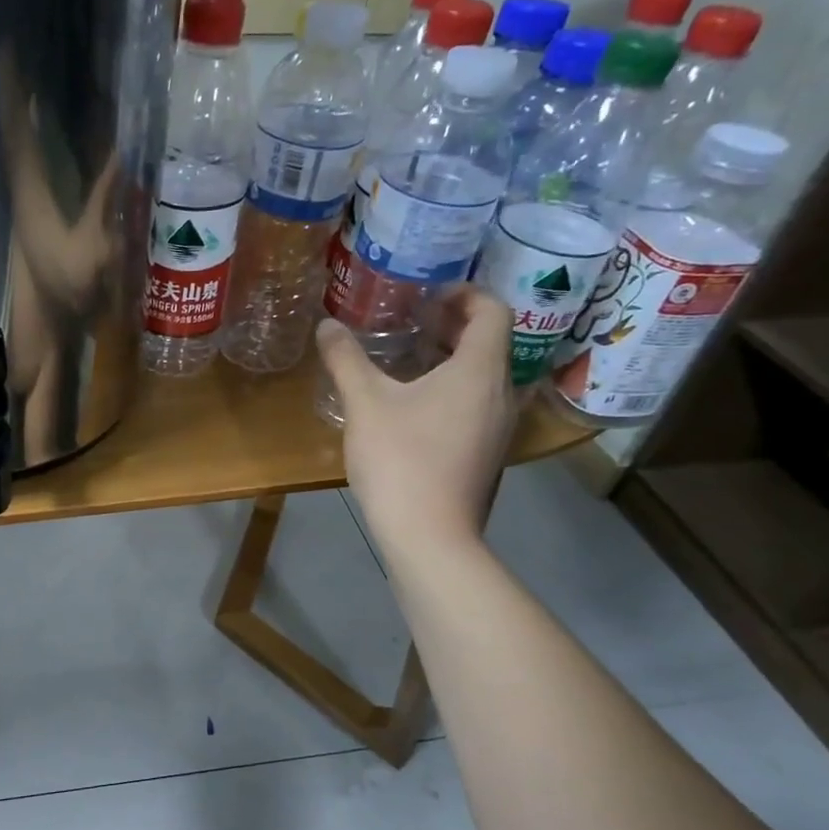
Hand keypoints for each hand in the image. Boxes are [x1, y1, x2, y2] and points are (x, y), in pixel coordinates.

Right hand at [316, 286, 515, 554]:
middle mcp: (501, 394)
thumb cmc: (401, 459)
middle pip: (489, 343)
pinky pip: (477, 405)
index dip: (464, 293)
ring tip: (406, 361)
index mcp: (480, 370)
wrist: (430, 536)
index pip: (492, 310)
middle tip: (410, 321)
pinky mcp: (488, 455)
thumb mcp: (365, 403)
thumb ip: (346, 359)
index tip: (428, 295)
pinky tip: (412, 408)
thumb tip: (327, 325)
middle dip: (452, 325)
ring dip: (450, 360)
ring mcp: (499, 429)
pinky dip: (452, 391)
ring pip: (483, 377)